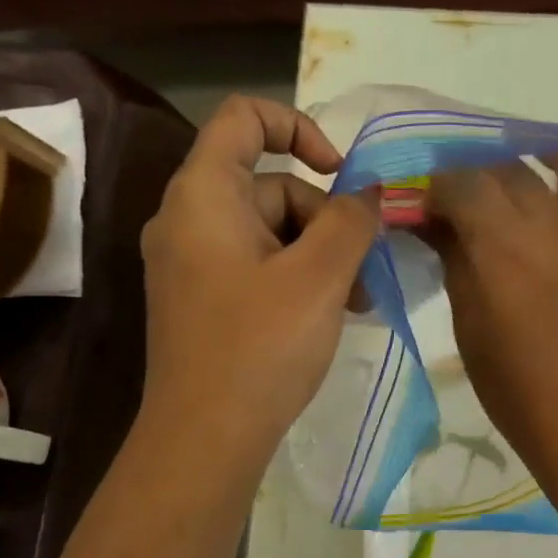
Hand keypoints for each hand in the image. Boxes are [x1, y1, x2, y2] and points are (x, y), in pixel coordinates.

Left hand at [139, 96, 379, 458]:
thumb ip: (351, 219)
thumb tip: (368, 191)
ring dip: (321, 257)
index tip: (341, 174)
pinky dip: (297, 279)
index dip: (299, 127)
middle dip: (327, 221)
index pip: (245, 118)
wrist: (205, 439)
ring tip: (356, 304)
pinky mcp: (204, 300)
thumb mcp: (320, 276)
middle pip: (271, 186)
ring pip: (272, 232)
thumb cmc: (261, 346)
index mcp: (204, 194)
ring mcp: (193, 263)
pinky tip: (330, 316)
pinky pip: (258, 266)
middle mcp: (188, 219)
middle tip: (364, 272)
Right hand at [423, 152, 557, 478]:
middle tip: (466, 194)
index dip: (438, 185)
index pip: (461, 181)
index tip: (428, 203)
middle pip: (510, 169)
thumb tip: (440, 227)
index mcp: (501, 241)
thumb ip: (455, 265)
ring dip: (540, 160)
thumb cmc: (517, 389)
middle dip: (480, 173)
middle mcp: (550, 222)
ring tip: (527, 167)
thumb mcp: (470, 327)